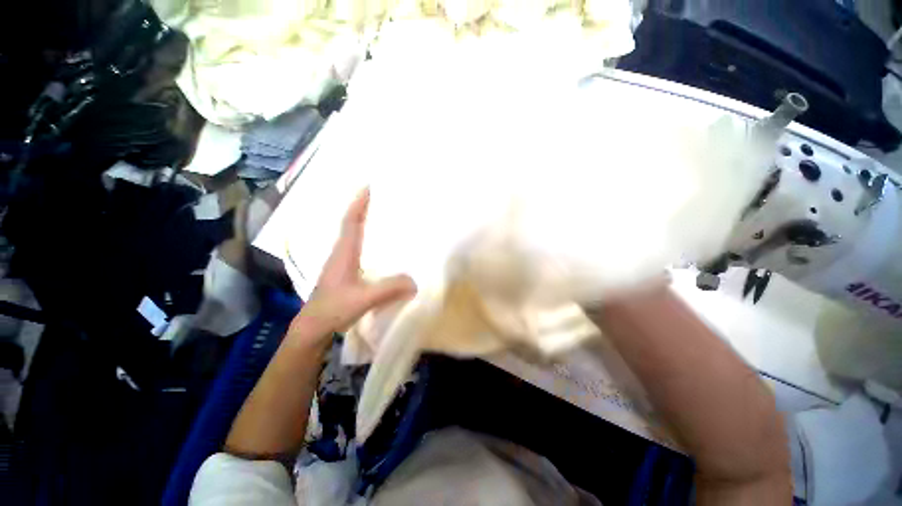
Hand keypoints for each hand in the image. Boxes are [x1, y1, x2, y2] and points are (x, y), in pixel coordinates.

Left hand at [289, 189, 416, 344]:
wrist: (314, 328)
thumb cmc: (333, 310)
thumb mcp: (364, 299)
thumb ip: (389, 289)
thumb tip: (415, 281)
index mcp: (343, 254)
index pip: (350, 223)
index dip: (358, 205)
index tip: (367, 188)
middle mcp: (341, 254)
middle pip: (351, 226)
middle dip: (362, 210)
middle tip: (380, 200)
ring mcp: (341, 264)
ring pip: (353, 237)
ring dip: (363, 224)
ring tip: (381, 219)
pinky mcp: (344, 273)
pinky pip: (357, 250)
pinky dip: (366, 241)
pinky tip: (379, 249)